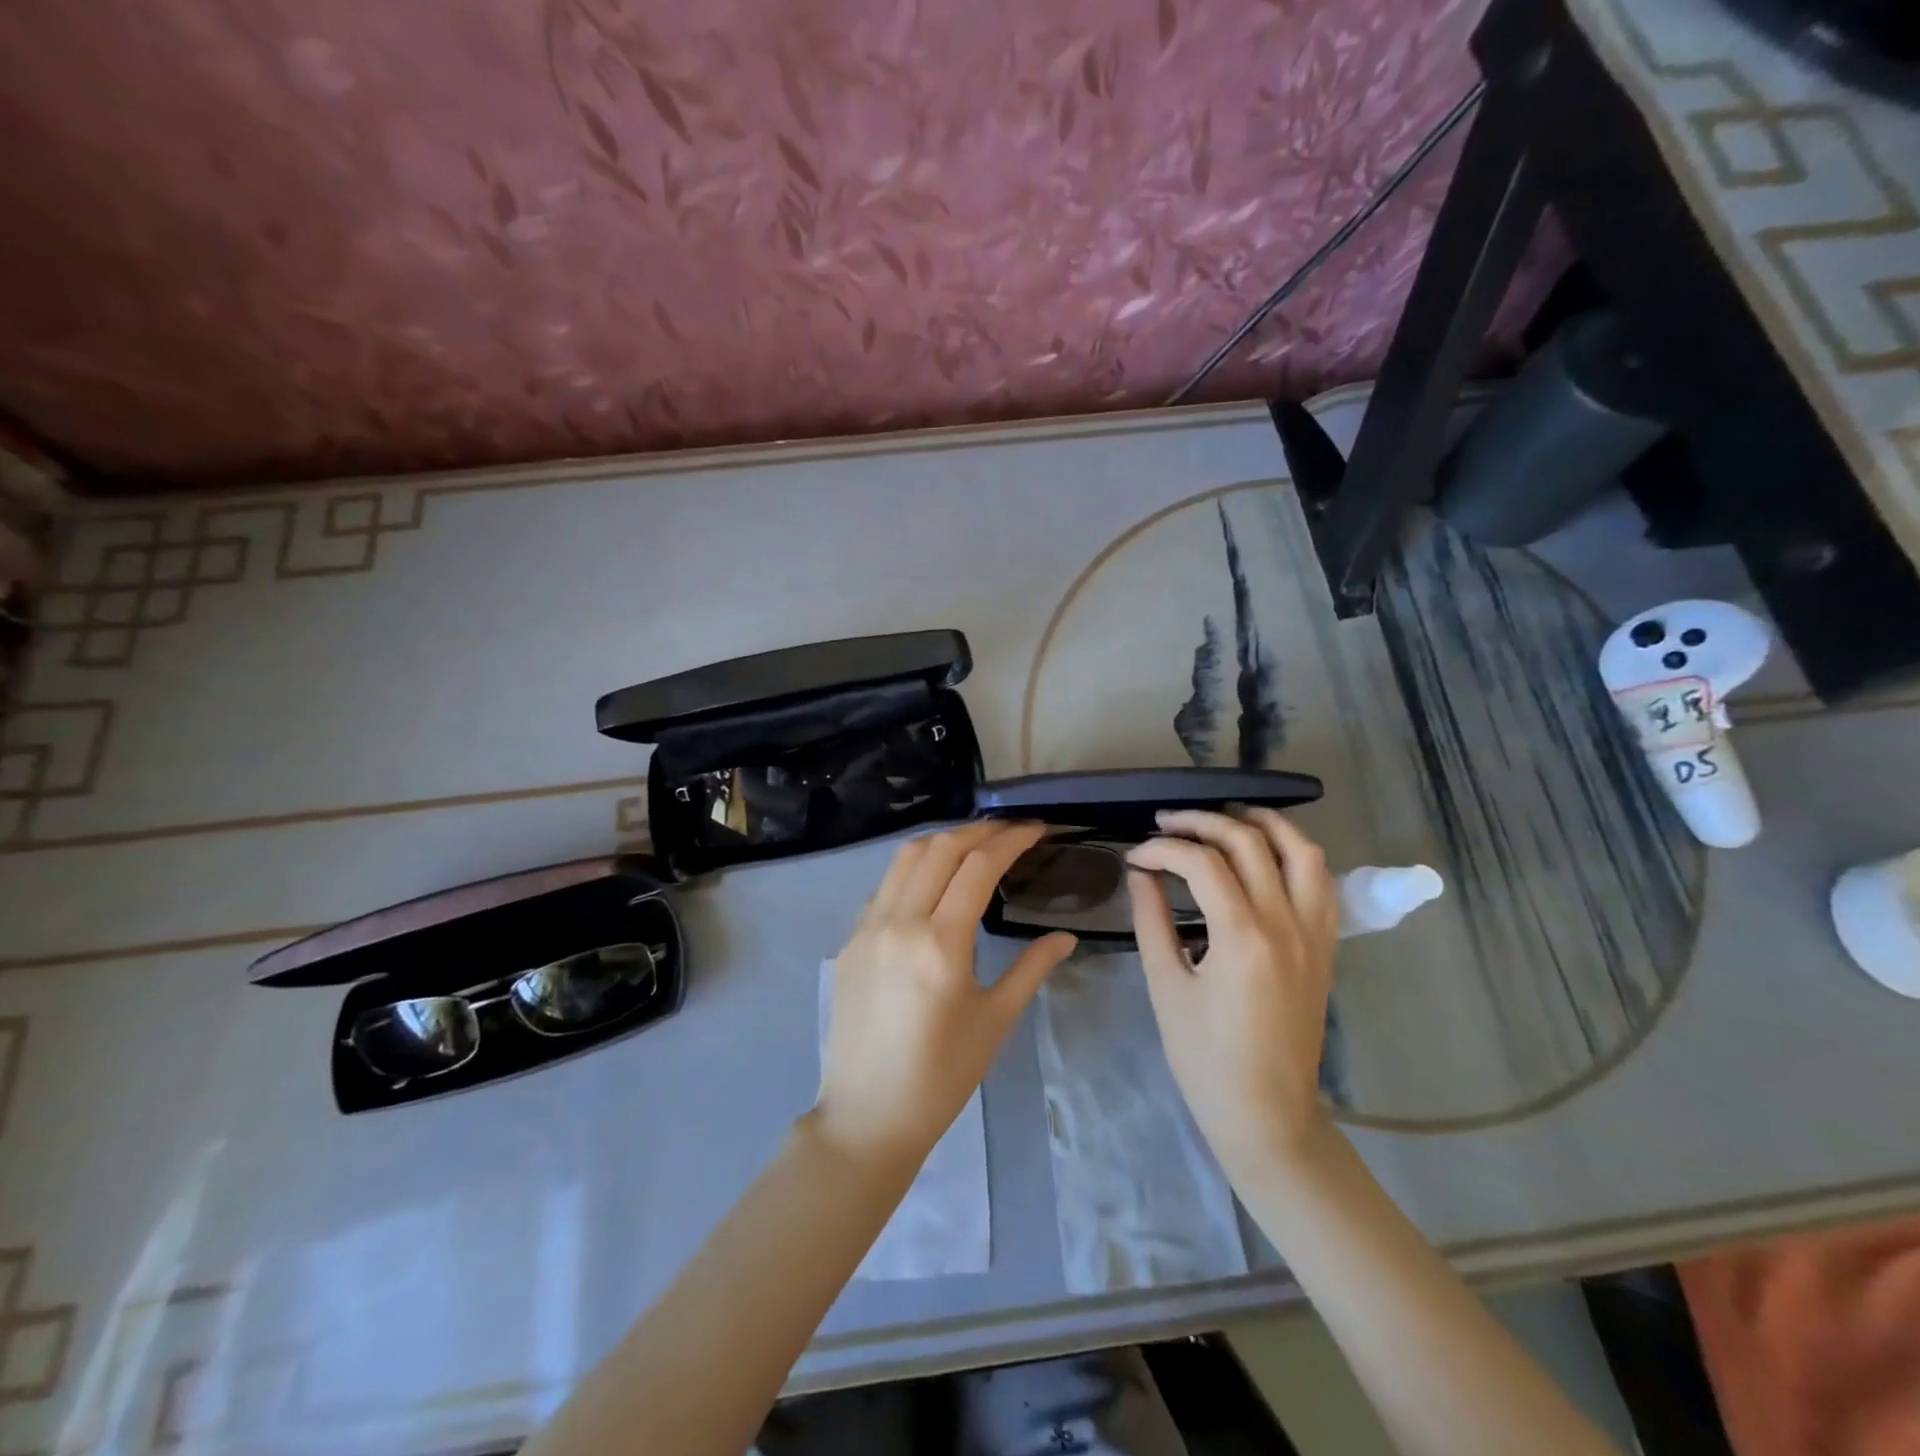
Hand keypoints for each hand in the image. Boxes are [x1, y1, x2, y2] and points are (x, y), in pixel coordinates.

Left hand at [815, 820, 1076, 1168]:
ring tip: (974, 845)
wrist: (868, 1114)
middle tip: (1011, 832)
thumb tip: (1066, 936)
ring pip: (906, 857)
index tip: (1037, 829)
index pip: (979, 865)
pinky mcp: (850, 940)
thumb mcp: (995, 1021)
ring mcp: (868, 928)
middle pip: (941, 848)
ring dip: (944, 841)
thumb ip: (1032, 969)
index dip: (1011, 839)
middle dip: (980, 830)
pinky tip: (933, 883)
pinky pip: (885, 885)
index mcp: (941, 943)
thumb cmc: (942, 1075)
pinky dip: (914, 868)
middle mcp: (900, 922)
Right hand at [1126, 808, 1337, 1174]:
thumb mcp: (1166, 987)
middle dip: (1202, 823)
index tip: (1135, 856)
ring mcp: (1315, 933)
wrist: (1266, 1113)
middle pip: (1249, 842)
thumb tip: (1141, 872)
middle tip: (1167, 824)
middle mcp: (1286, 924)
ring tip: (1225, 819)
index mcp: (1242, 938)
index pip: (1201, 863)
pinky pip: (1320, 882)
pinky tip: (1266, 854)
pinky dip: (1294, 853)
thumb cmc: (1205, 1058)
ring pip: (1301, 851)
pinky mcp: (1326, 946)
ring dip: (1262, 824)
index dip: (1162, 849)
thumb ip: (1151, 920)